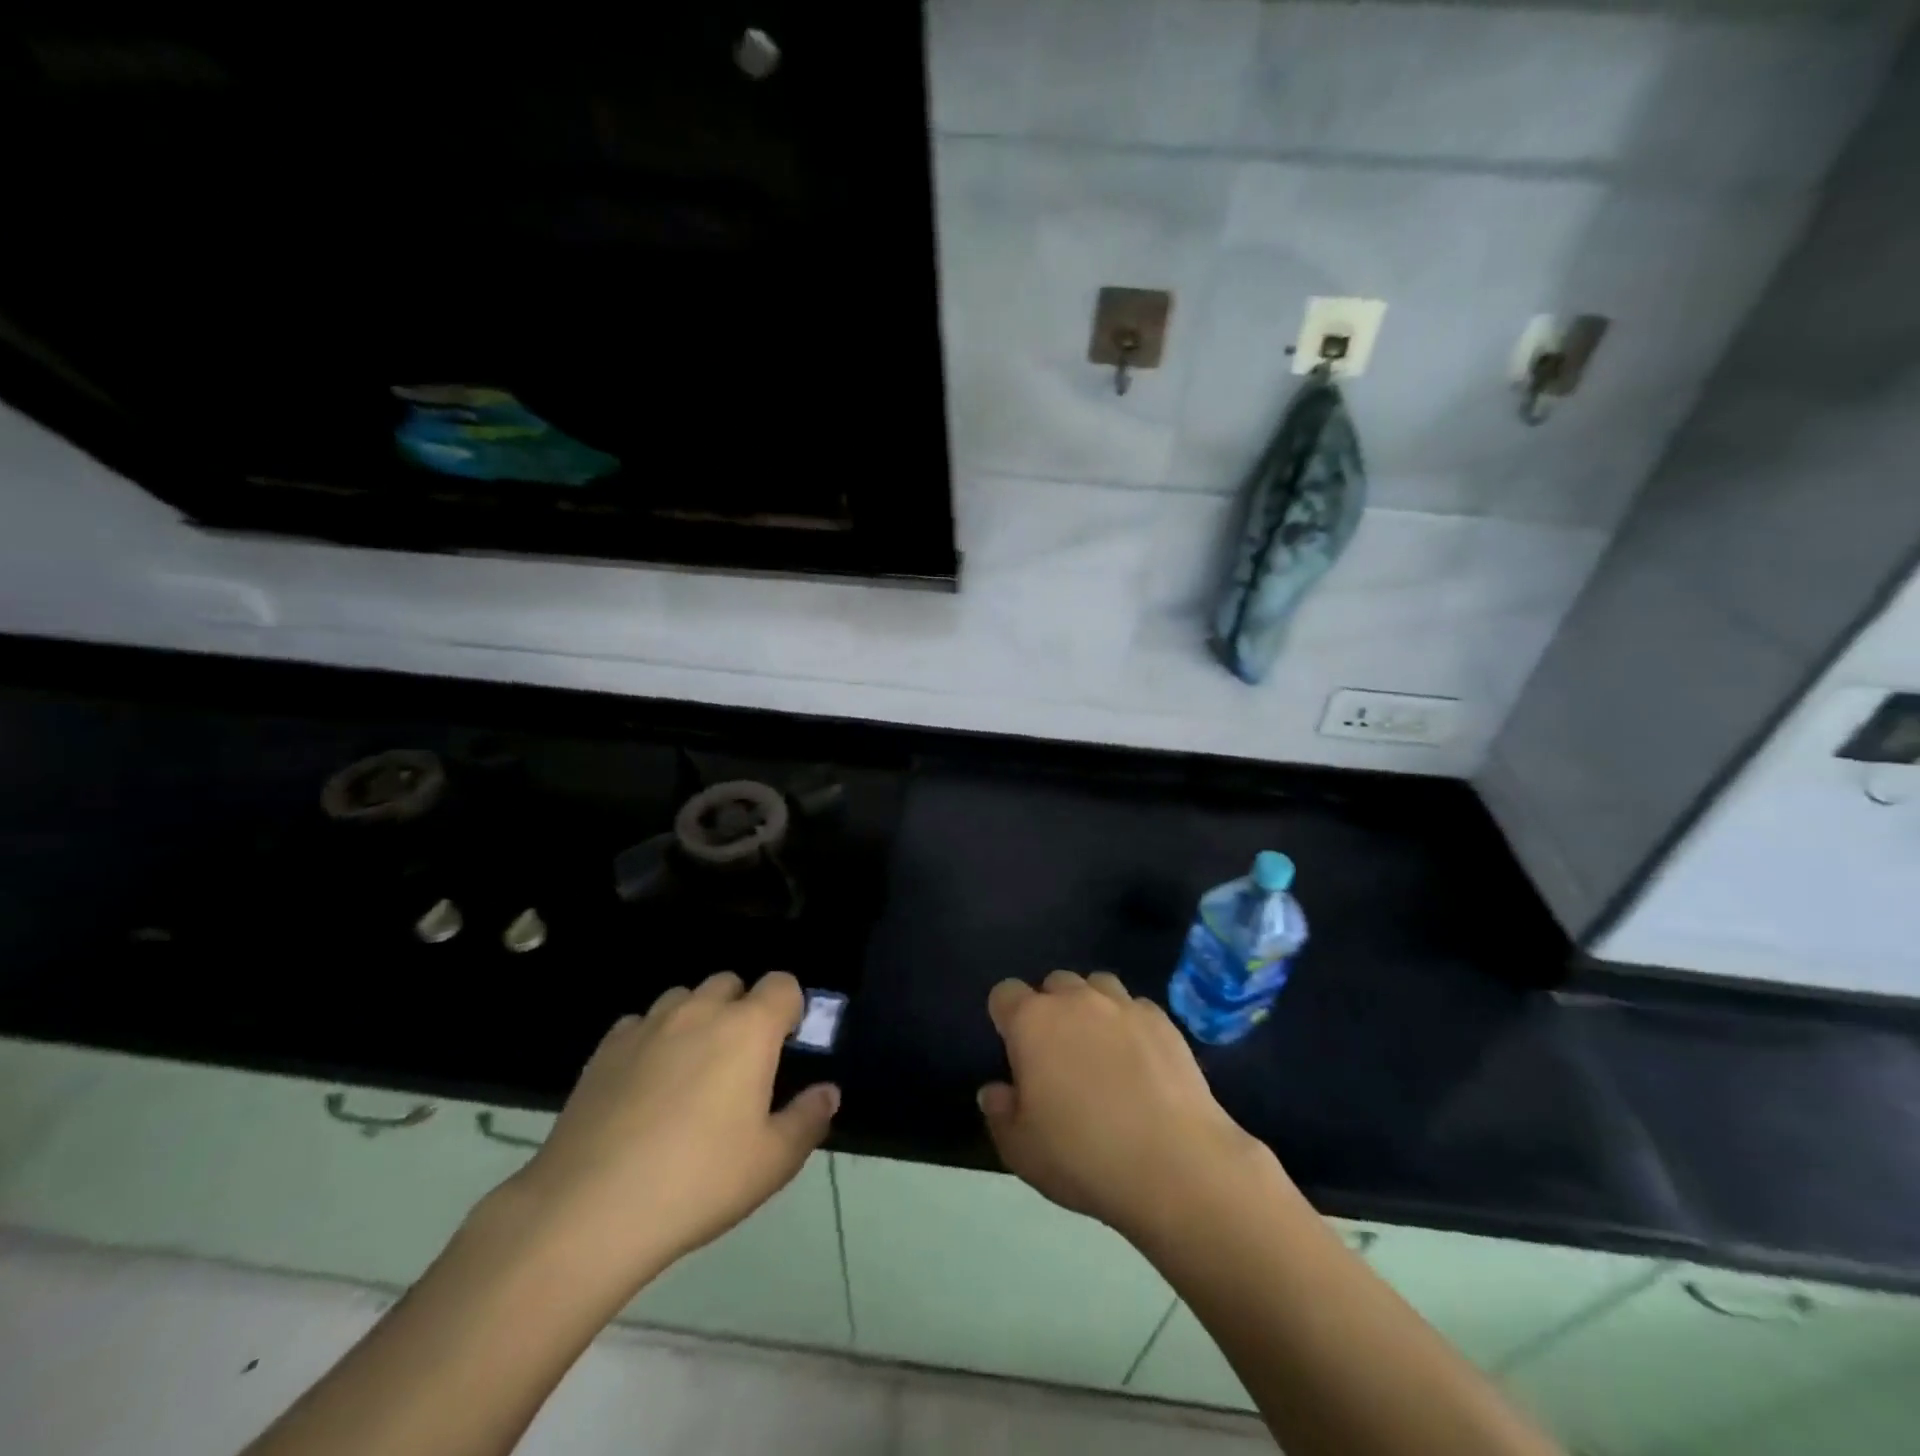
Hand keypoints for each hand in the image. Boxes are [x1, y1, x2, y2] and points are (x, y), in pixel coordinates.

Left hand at [505, 971, 837, 1287]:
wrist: (589, 1210)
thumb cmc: (697, 1182)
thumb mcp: (772, 1162)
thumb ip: (808, 1118)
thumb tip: (828, 1091)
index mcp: (749, 1029)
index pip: (782, 984)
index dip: (790, 1008)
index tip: (785, 1047)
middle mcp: (700, 1011)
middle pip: (730, 983)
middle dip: (742, 1009)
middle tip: (739, 1063)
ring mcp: (648, 1025)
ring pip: (683, 998)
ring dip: (697, 1019)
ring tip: (690, 1071)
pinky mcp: (606, 1048)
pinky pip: (641, 1023)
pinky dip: (652, 1039)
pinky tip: (645, 1085)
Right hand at [979, 971, 1277, 1250]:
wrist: (1175, 1164)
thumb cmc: (1083, 1156)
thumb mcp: (1021, 1149)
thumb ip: (1000, 1113)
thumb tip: (995, 1091)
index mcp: (1032, 1022)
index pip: (1005, 993)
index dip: (1005, 1016)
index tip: (1013, 1049)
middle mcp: (1076, 1000)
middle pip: (1054, 983)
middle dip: (1051, 1008)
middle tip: (1058, 1054)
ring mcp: (1124, 1006)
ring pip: (1098, 985)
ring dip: (1092, 1007)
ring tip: (1100, 1048)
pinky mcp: (1164, 1021)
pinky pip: (1137, 1008)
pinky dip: (1131, 1025)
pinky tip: (1140, 1060)